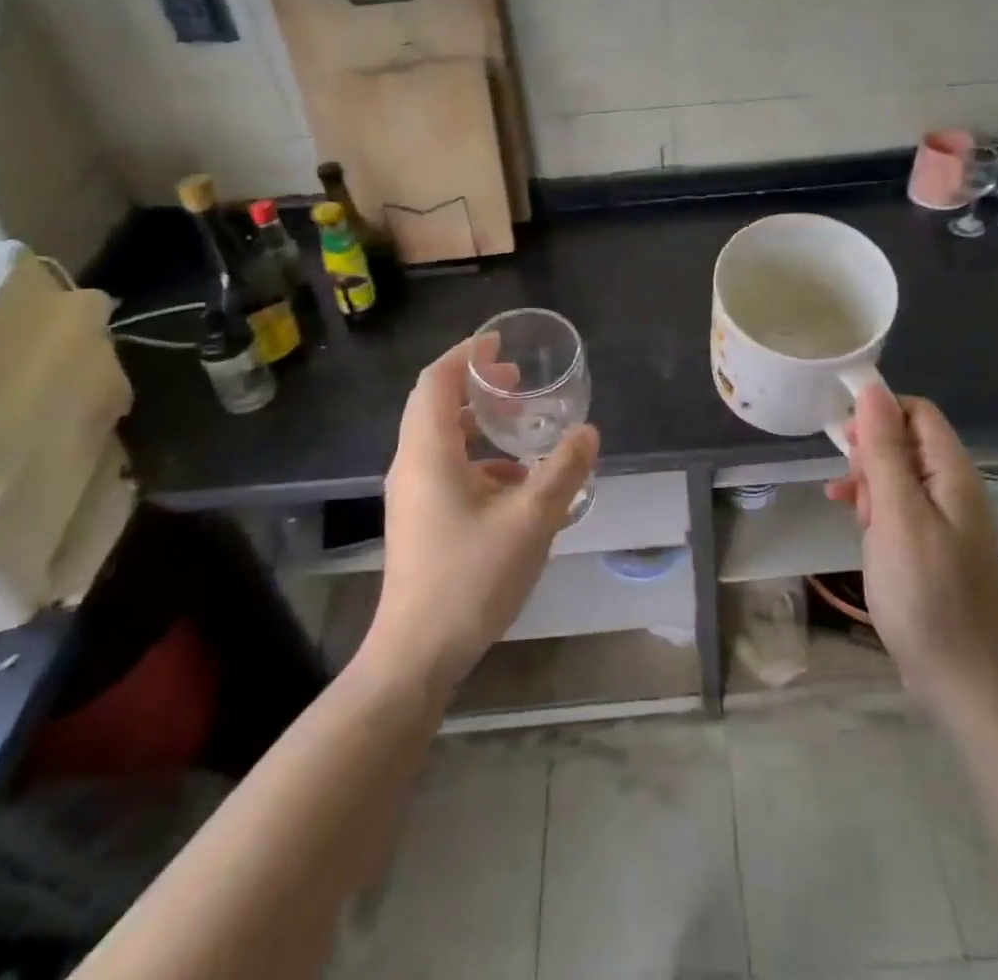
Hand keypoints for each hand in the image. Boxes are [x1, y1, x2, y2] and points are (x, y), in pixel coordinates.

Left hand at [362, 337, 598, 694]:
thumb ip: (562, 471)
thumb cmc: (470, 578)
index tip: (500, 343)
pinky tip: (515, 481)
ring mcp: (411, 495)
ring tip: (521, 426)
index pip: (436, 381)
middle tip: (517, 380)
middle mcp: (411, 465)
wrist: (416, 654)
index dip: (466, 354)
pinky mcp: (418, 520)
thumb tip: (587, 432)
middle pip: (434, 405)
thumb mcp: (530, 521)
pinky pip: (446, 468)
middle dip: (475, 385)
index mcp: (428, 453)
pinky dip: (478, 458)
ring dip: (478, 423)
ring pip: (440, 438)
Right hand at [827, 387, 997, 710]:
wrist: (958, 677)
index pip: (919, 413)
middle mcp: (957, 489)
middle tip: (848, 482)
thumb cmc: (923, 591)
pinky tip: (856, 520)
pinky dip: (876, 506)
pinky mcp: (935, 544)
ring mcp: (948, 519)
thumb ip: (885, 451)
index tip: (844, 436)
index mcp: (955, 475)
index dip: (880, 412)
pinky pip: (902, 506)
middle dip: (871, 451)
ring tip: (848, 506)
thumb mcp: (896, 515)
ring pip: (901, 474)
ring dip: (870, 481)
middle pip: (909, 441)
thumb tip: (872, 390)